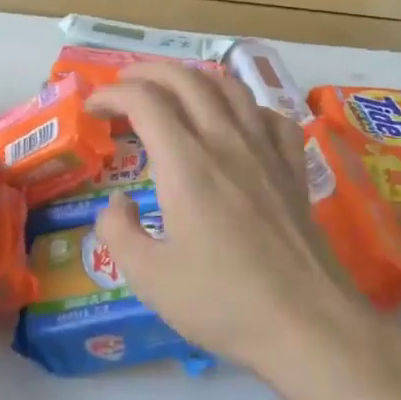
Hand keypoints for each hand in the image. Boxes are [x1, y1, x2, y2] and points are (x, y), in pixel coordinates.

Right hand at [88, 63, 367, 371]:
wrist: (309, 327)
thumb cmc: (222, 302)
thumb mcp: (148, 277)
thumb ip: (117, 231)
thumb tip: (117, 202)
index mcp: (186, 165)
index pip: (144, 101)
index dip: (111, 94)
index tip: (91, 108)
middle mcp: (227, 144)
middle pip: (186, 80)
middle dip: (147, 72)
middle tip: (122, 85)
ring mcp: (266, 153)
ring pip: (230, 88)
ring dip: (192, 78)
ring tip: (170, 90)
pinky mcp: (293, 171)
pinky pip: (269, 116)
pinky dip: (243, 106)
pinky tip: (234, 122)